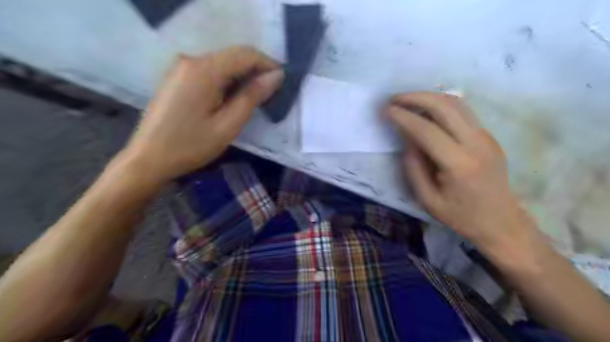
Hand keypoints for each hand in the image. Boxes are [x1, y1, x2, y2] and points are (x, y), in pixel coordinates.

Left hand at [125, 46, 286, 185]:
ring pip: (223, 63)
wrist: (148, 159)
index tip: (283, 81)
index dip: (268, 64)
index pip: (245, 54)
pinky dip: (228, 81)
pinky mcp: (178, 78)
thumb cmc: (191, 146)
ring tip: (257, 98)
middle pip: (233, 56)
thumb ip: (252, 97)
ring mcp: (182, 68)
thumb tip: (276, 76)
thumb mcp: (228, 125)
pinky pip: (210, 72)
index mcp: (204, 70)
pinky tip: (234, 98)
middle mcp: (191, 60)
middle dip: (257, 70)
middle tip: (272, 92)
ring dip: (243, 76)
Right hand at [388, 94, 534, 253]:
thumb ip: (413, 167)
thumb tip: (407, 138)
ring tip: (407, 101)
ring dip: (429, 97)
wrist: (501, 221)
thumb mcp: (427, 199)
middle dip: (415, 97)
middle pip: (444, 106)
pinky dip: (440, 105)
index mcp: (459, 164)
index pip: (426, 130)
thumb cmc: (461, 216)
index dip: (403, 117)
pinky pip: (462, 111)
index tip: (386, 110)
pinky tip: (426, 110)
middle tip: (394, 99)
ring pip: (456, 103)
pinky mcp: (488, 136)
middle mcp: (476, 143)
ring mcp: (486, 137)